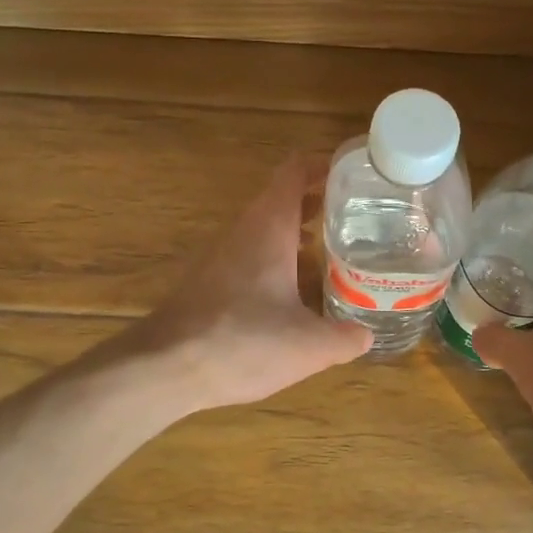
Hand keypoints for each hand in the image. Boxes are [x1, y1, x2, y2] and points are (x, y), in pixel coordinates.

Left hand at [131, 156, 370, 412]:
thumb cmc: (242, 342)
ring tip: (334, 251)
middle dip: (319, 202)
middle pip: (282, 198)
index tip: (355, 174)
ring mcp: (221, 254)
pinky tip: (294, 291)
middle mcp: (243, 230)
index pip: (294, 170)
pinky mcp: (209, 280)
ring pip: (265, 227)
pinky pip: (250, 254)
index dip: (324, 165)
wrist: (164, 368)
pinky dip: (277, 258)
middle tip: (357, 216)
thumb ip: (345, 337)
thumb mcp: (309, 346)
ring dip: (298, 231)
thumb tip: (367, 335)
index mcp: (269, 227)